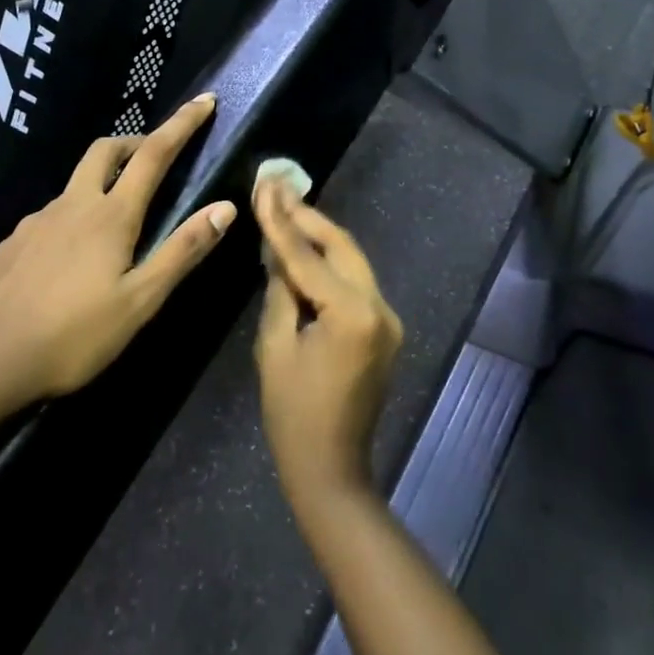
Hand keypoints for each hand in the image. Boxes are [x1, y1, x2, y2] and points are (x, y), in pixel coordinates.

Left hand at [0, 94, 236, 404]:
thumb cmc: (72, 337)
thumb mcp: (140, 302)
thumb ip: (182, 251)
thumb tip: (225, 207)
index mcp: (110, 216)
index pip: (153, 154)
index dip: (182, 124)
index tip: (205, 101)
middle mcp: (72, 205)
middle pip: (106, 150)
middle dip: (136, 141)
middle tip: (157, 156)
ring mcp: (36, 222)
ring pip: (76, 183)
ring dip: (104, 180)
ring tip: (119, 219)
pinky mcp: (11, 243)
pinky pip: (52, 214)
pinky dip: (75, 214)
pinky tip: (73, 256)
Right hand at [253, 179, 403, 509]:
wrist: (332, 469)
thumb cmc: (293, 414)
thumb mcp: (274, 348)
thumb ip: (280, 291)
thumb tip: (279, 254)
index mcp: (352, 313)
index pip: (308, 256)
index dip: (281, 220)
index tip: (265, 185)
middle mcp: (380, 307)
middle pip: (341, 246)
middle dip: (307, 217)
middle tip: (276, 188)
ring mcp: (388, 318)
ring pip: (351, 261)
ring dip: (319, 237)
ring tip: (286, 209)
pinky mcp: (385, 328)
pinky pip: (355, 283)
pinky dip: (330, 265)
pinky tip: (304, 252)